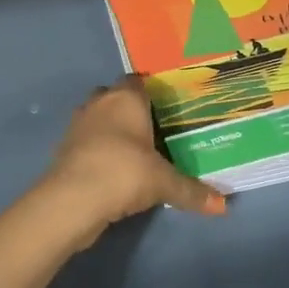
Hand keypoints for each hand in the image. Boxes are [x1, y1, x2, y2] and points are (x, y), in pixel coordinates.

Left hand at [39, 78, 227, 243]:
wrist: (72, 201)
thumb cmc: (124, 173)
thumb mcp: (164, 183)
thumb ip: (192, 191)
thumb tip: (223, 206)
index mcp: (125, 99)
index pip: (137, 81)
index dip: (151, 91)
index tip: (168, 107)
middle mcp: (99, 104)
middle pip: (115, 97)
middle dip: (130, 110)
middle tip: (154, 130)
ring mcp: (77, 126)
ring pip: (98, 119)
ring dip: (111, 131)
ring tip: (135, 151)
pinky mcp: (65, 149)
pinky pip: (87, 142)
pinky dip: (98, 151)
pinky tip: (114, 170)